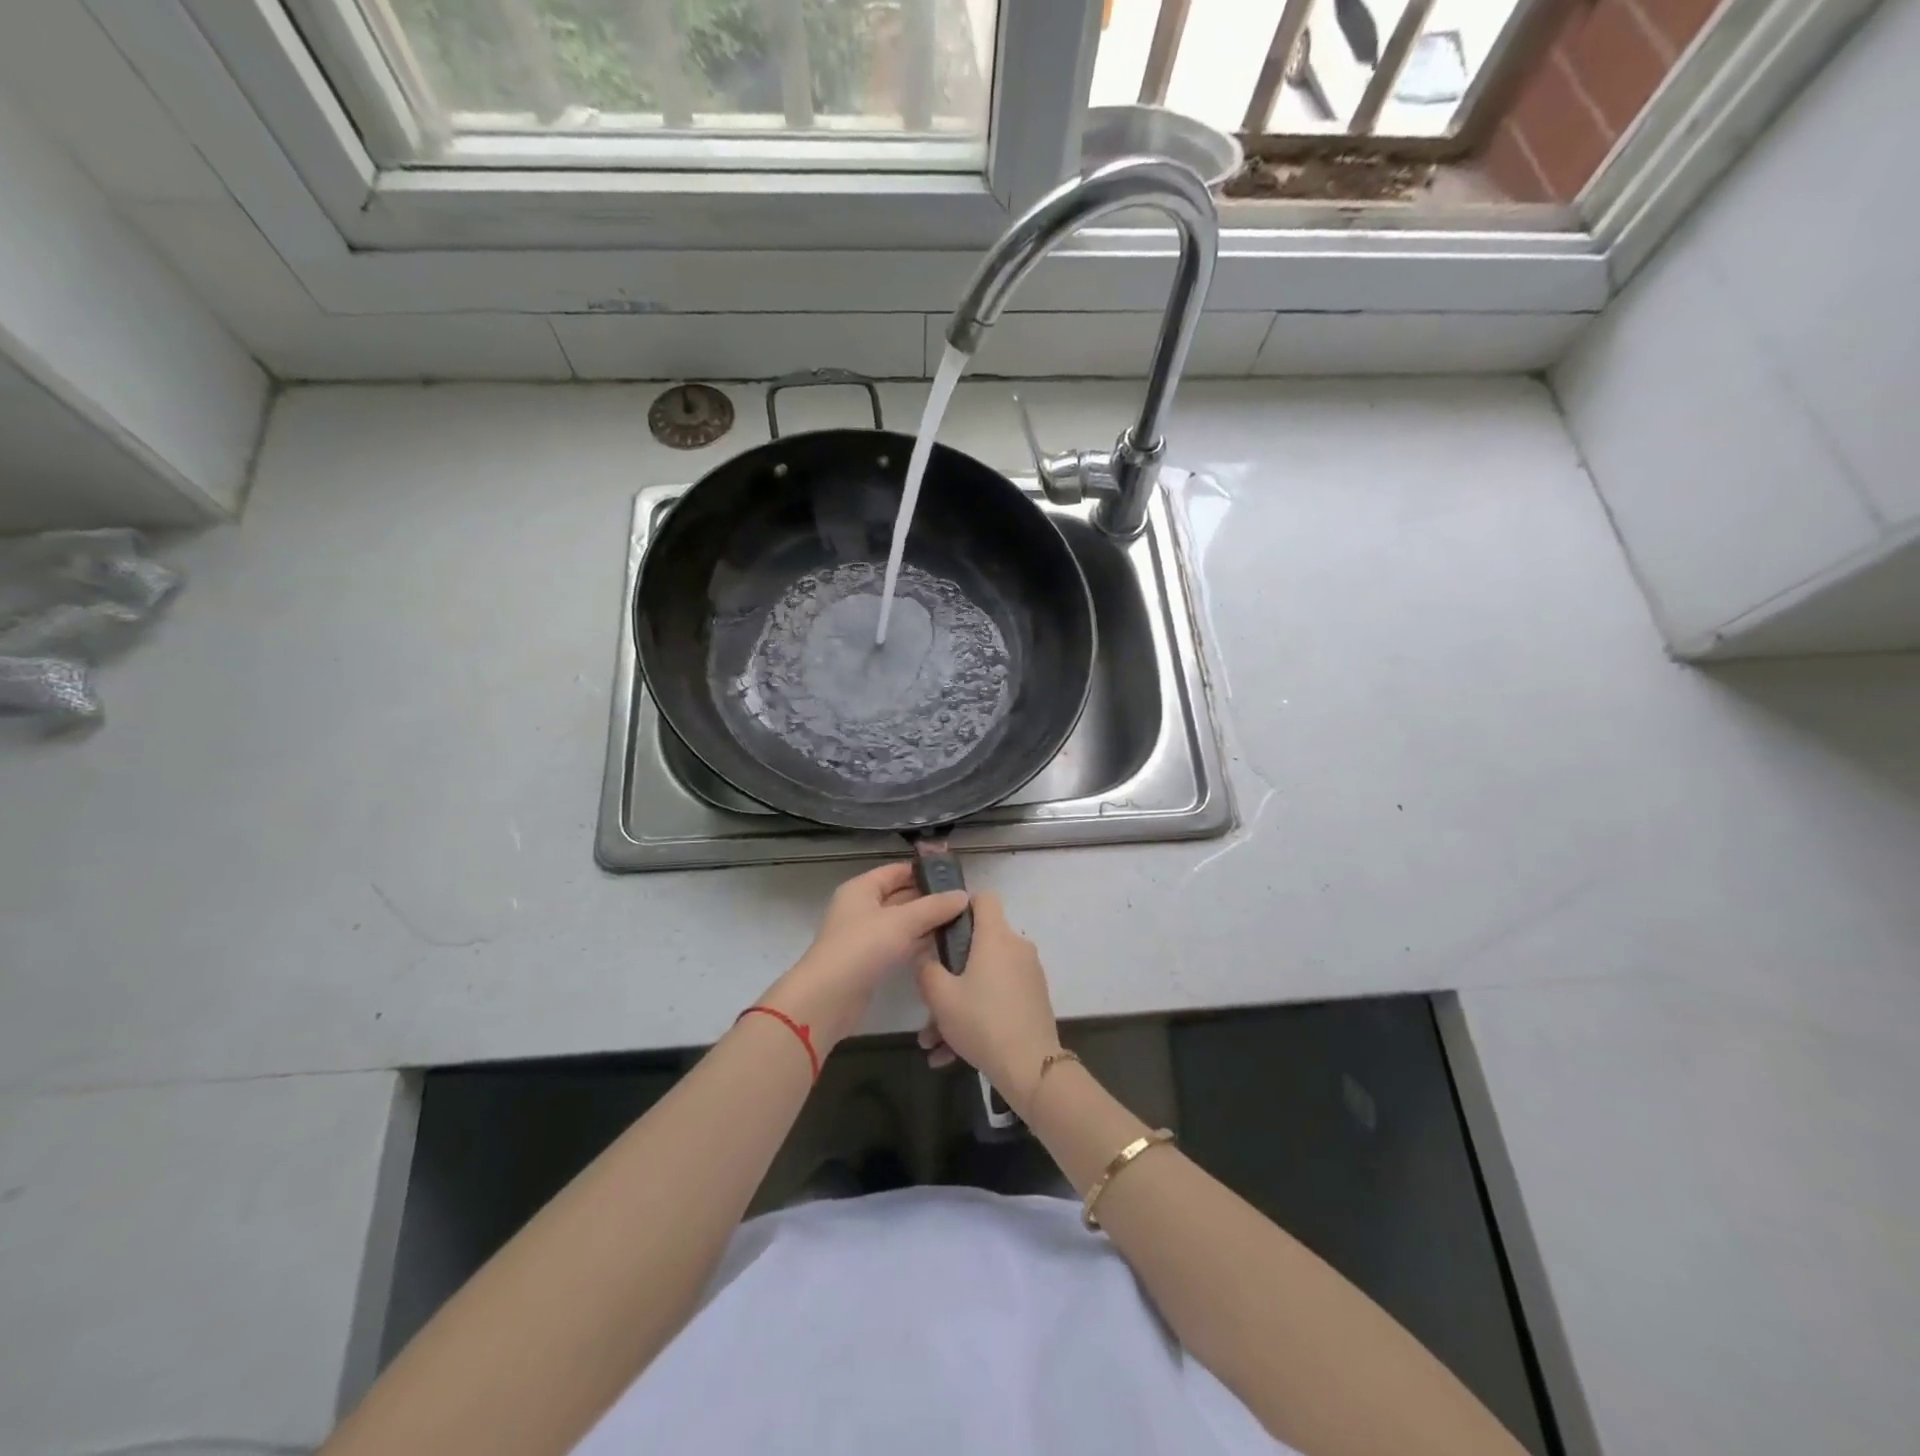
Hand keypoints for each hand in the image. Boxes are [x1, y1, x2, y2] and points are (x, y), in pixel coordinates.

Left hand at [760, 862, 968, 1055]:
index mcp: (861, 889)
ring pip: (902, 923)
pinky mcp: (871, 961)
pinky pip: (899, 944)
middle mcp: (862, 908)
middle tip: (964, 903)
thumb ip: (934, 907)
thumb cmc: (862, 948)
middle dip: (930, 899)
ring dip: (927, 922)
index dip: (924, 872)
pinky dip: (918, 943)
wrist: (828, 998)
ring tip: (961, 922)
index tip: (955, 878)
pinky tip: (942, 946)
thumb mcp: (901, 922)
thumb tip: (963, 895)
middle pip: (900, 896)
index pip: (897, 871)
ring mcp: (865, 936)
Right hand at [915, 892, 1060, 1117]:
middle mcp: (1016, 948)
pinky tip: (950, 1055)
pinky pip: (998, 998)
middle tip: (929, 999)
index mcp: (995, 937)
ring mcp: (1028, 974)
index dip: (962, 905)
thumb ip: (926, 969)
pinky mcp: (1033, 999)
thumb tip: (925, 955)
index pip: (984, 898)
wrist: (1031, 1067)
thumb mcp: (940, 997)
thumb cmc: (982, 1021)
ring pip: (984, 979)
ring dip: (957, 1004)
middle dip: (950, 972)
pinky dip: (976, 1016)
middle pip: (979, 946)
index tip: (942, 926)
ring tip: (932, 1042)